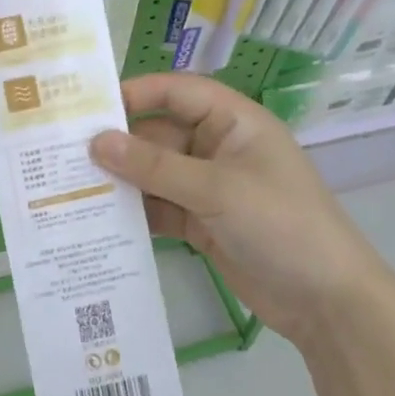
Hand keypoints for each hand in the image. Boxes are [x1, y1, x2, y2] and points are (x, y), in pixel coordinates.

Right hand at [91, 72, 390, 345]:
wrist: (328, 303)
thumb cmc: (281, 224)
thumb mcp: (216, 190)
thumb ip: (154, 166)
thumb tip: (96, 142)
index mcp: (233, 122)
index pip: (177, 92)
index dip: (136, 94)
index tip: (89, 107)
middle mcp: (218, 147)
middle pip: (159, 133)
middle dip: (120, 144)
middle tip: (66, 152)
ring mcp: (209, 187)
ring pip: (155, 173)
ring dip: (123, 180)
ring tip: (72, 185)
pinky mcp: (202, 222)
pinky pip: (160, 206)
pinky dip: (136, 211)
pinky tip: (99, 218)